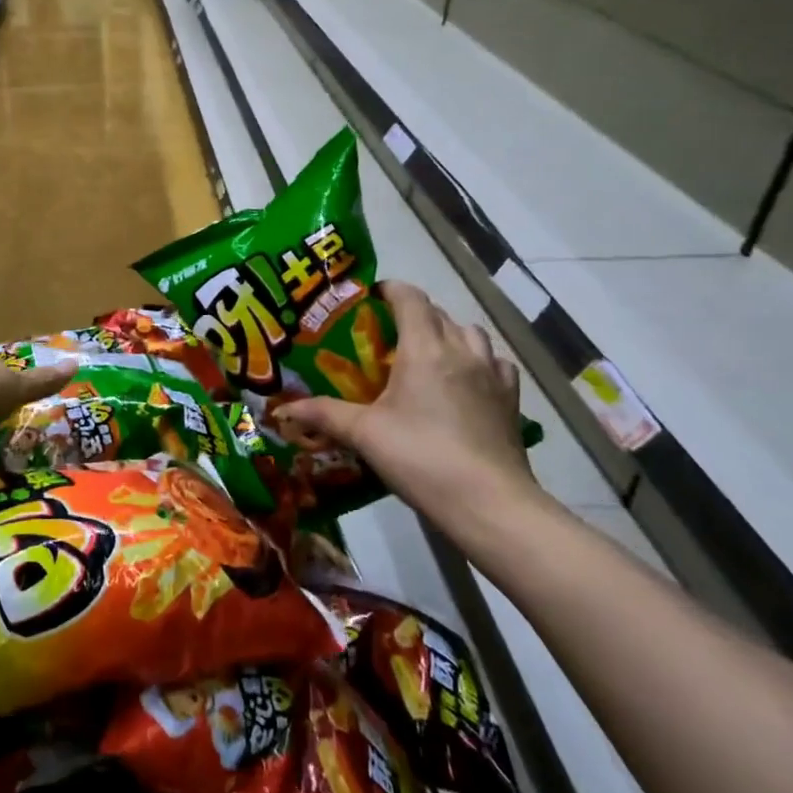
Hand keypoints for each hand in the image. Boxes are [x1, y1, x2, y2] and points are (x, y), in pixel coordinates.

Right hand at [281, 281, 538, 536]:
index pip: (410, 298)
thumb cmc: (420, 457)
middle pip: (437, 313)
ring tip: (426, 355)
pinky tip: (465, 381)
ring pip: (470, 334)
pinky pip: (494, 363)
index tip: (369, 297)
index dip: (389, 290)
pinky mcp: (511, 399)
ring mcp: (492, 373)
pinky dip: (477, 361)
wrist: (488, 503)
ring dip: (448, 334)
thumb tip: (282, 408)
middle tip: (386, 334)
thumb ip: (323, 414)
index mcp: (425, 348)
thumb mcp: (364, 434)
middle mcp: (461, 350)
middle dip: (412, 314)